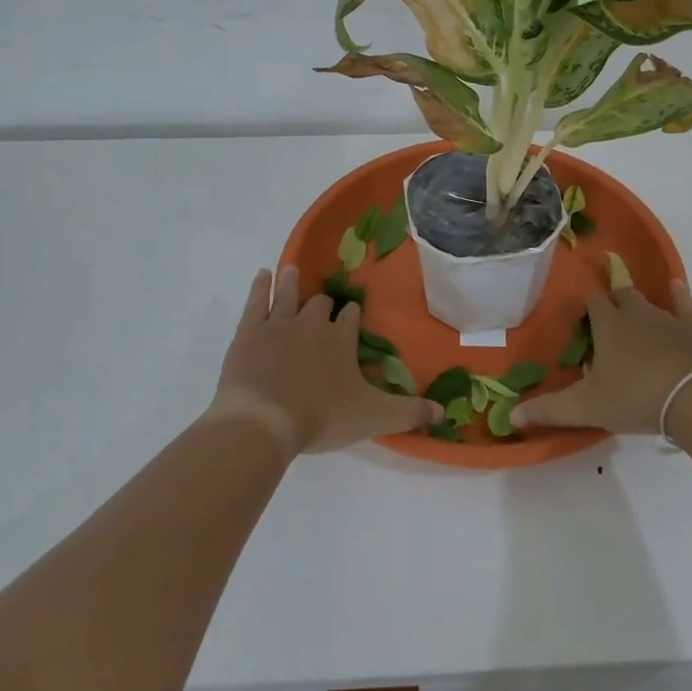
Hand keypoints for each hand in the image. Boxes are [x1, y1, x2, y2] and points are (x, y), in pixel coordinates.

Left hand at [206, 267, 442, 456]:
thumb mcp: (373, 417)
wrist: (264, 420)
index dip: (351, 315)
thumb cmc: (321, 417)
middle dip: (322, 303)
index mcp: (341, 339)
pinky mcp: (249, 332)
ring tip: (292, 270)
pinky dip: (260, 287)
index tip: (350, 313)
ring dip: (291, 283)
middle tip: (322, 305)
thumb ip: (408, 413)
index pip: (350, 317)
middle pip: (320, 304)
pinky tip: (263, 275)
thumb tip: (442, 411)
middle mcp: (312, 323)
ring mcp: (278, 324)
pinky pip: (256, 301)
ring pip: (288, 295)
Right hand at [513, 281, 691, 435]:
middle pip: (620, 295)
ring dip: (640, 305)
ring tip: (636, 314)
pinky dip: (679, 295)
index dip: (587, 307)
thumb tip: (510, 415)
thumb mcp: (587, 407)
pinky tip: (677, 287)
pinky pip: (685, 304)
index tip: (583, 318)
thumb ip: (549, 410)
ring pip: (648, 301)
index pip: (592, 302)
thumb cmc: (636, 397)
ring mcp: (667, 317)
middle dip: (613, 300)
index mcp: (608, 325)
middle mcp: (635, 312)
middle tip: (609, 316)